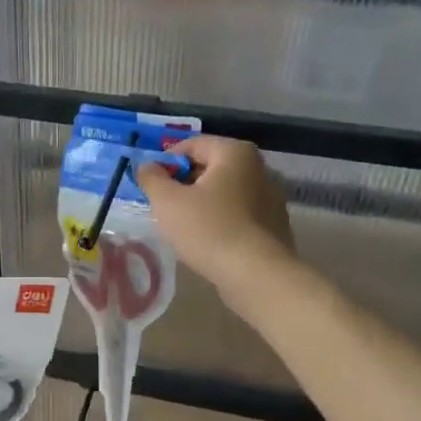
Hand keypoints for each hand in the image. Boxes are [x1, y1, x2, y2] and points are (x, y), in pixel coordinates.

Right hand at [137, 136, 294, 291]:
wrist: (255, 275)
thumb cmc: (208, 229)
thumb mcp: (167, 202)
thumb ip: (152, 178)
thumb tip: (147, 166)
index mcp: (235, 153)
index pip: (191, 145)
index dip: (165, 162)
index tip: (150, 184)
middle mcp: (258, 168)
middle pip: (210, 167)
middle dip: (184, 183)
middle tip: (163, 206)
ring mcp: (270, 197)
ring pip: (224, 192)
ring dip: (202, 203)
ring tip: (183, 226)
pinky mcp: (274, 225)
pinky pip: (238, 214)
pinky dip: (220, 220)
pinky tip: (207, 241)